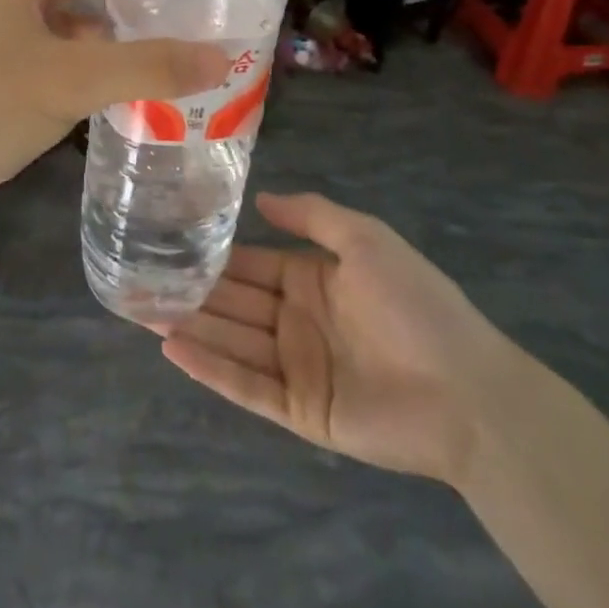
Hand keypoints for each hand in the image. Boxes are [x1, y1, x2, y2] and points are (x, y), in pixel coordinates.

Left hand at [0, 0, 228, 244]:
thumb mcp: (69, 79)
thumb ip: (146, 67)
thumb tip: (221, 57)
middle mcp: (7, 1)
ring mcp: (1, 45)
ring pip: (66, 21)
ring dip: (110, 26)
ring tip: (166, 42)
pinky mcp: (1, 86)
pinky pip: (58, 61)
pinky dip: (92, 66)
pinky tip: (125, 89)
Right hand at [159, 192, 519, 484]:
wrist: (471, 393)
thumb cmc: (417, 305)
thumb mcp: (366, 240)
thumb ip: (313, 215)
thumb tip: (260, 197)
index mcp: (311, 280)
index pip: (249, 263)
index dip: (211, 254)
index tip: (167, 242)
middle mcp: (296, 320)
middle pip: (232, 302)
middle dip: (188, 291)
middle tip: (137, 278)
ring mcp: (296, 367)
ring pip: (232, 341)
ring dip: (189, 326)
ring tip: (140, 309)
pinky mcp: (300, 410)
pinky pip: (247, 385)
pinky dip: (211, 369)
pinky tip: (174, 349)